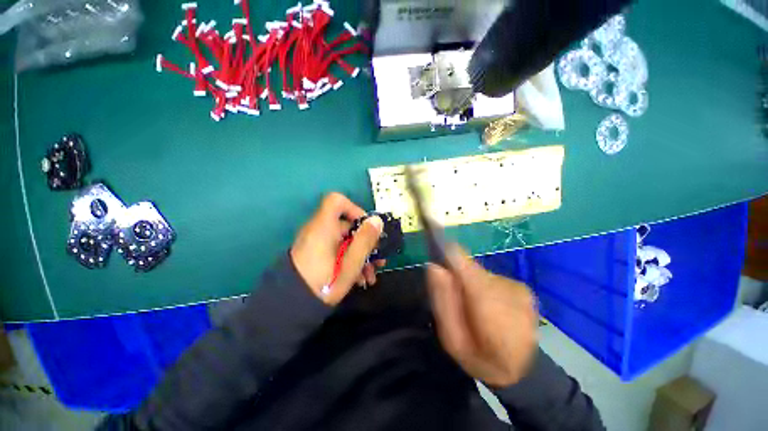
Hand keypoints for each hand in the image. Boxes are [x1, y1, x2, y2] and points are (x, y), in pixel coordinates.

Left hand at [291, 193, 384, 304]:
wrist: (290, 308)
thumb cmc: (323, 283)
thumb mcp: (350, 263)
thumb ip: (365, 240)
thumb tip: (377, 221)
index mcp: (323, 227)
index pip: (336, 201)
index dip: (355, 209)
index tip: (367, 228)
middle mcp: (319, 231)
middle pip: (346, 226)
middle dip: (365, 242)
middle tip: (378, 259)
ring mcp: (317, 244)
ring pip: (344, 241)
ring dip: (360, 255)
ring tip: (370, 275)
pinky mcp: (316, 255)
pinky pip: (336, 250)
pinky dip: (349, 260)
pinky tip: (359, 279)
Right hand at [427, 245, 537, 387]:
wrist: (524, 371)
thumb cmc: (481, 359)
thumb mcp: (452, 340)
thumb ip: (443, 301)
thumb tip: (434, 266)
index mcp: (490, 310)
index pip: (467, 268)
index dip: (450, 253)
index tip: (435, 241)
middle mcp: (508, 292)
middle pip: (472, 270)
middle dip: (458, 277)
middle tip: (455, 297)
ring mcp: (519, 288)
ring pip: (482, 274)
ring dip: (472, 284)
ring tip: (474, 306)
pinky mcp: (523, 287)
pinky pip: (493, 279)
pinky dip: (485, 287)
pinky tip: (489, 306)